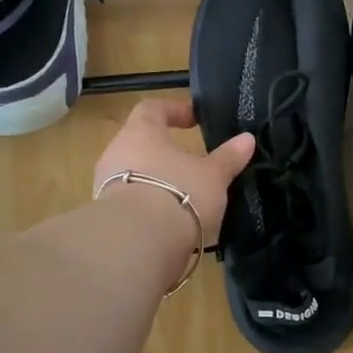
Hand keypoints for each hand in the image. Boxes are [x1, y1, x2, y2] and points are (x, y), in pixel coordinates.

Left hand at [93, 98, 254, 242]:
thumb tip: (247, 138)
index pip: (152, 109)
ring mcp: (105, 186)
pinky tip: (171, 221)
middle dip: (166, 152)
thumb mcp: (213, 175)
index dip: (174, 111)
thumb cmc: (178, 192)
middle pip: (141, 144)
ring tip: (186, 196)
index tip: (194, 120)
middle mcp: (116, 153)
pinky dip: (150, 207)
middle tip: (192, 163)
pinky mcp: (107, 216)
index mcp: (140, 132)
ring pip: (135, 175)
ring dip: (157, 182)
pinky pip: (131, 203)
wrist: (137, 243)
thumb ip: (229, 157)